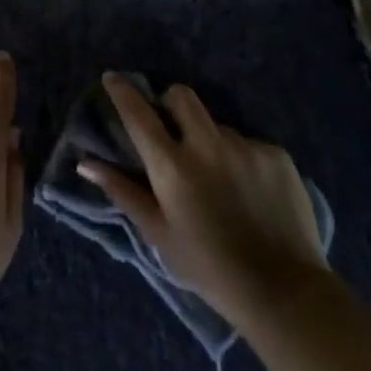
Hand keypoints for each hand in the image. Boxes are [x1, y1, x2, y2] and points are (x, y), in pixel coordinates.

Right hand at [79, 74, 327, 322]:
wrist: (284, 292)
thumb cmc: (208, 267)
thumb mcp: (158, 233)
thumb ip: (122, 191)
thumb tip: (85, 162)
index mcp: (172, 166)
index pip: (138, 114)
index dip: (122, 91)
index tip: (113, 79)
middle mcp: (207, 145)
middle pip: (181, 96)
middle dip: (170, 103)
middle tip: (172, 130)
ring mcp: (245, 146)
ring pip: (216, 125)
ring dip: (209, 141)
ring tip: (220, 179)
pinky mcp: (277, 155)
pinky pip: (249, 144)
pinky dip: (242, 160)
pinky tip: (250, 192)